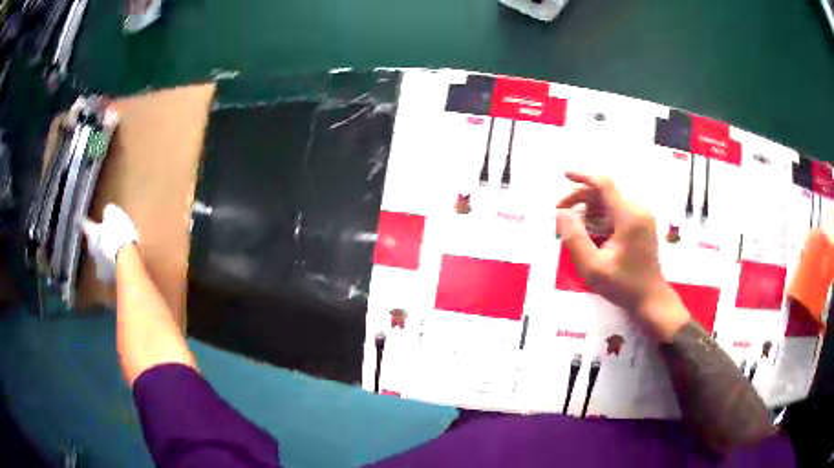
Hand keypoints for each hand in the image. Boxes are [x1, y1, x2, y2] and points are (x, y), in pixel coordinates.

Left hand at [81, 204, 138, 283]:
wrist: (126, 261)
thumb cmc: (119, 235)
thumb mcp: (115, 215)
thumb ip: (109, 213)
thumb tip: (107, 212)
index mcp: (92, 233)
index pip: (85, 224)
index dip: (81, 221)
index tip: (76, 218)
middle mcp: (92, 250)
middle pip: (92, 243)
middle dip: (97, 241)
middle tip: (105, 238)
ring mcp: (99, 266)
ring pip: (100, 258)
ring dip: (105, 255)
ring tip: (115, 252)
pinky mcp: (107, 278)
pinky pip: (108, 270)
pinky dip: (112, 267)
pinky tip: (119, 265)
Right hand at [556, 172, 688, 339]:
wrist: (651, 299)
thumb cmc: (623, 285)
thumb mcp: (593, 267)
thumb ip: (575, 238)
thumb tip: (561, 213)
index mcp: (629, 216)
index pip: (604, 183)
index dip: (583, 176)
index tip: (563, 174)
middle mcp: (637, 210)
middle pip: (605, 191)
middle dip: (580, 197)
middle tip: (560, 213)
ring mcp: (642, 216)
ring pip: (610, 201)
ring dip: (589, 207)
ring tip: (572, 224)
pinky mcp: (641, 224)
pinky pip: (617, 210)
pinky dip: (600, 215)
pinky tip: (589, 229)